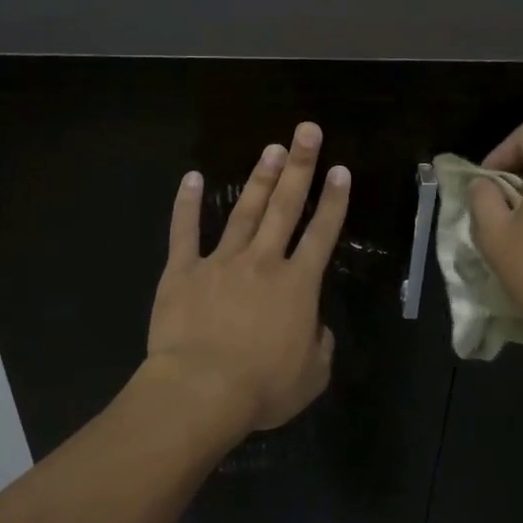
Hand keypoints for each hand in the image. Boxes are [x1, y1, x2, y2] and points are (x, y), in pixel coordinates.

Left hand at [148, 122, 350, 432]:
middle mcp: (263, 262)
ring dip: (259, 178)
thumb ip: (321, 345)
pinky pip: (184, 232)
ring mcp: (220, 262)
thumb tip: (316, 327)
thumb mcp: (312, 376)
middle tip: (307, 131)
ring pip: (244, 212)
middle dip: (300, 167)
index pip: (322, 234)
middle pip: (284, 207)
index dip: (333, 201)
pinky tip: (192, 178)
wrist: (201, 391)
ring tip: (271, 148)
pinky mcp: (182, 271)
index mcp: (297, 285)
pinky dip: (187, 204)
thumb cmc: (262, 388)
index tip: (340, 170)